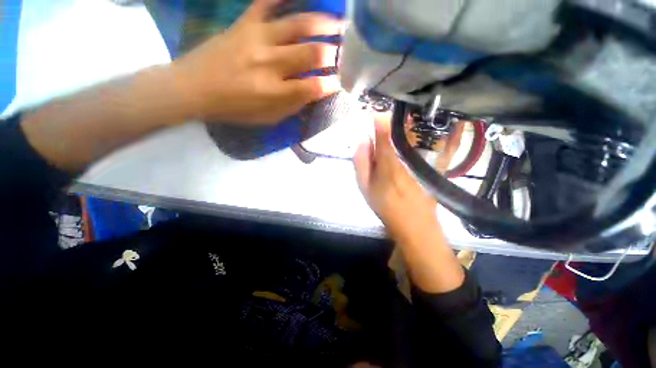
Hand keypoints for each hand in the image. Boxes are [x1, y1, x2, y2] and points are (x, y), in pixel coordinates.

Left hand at [172, 0, 341, 124]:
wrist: (194, 88)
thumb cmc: (235, 109)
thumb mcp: (268, 118)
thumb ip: (293, 106)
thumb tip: (314, 93)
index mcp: (275, 92)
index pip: (313, 87)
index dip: (331, 84)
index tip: (340, 83)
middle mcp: (270, 63)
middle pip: (311, 53)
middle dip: (333, 54)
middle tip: (345, 53)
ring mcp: (257, 37)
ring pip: (298, 24)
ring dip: (324, 23)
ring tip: (340, 23)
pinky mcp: (245, 22)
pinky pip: (268, 0)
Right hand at [355, 114, 465, 292]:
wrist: (413, 224)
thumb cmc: (385, 205)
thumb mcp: (365, 187)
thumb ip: (362, 162)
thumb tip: (362, 138)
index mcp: (389, 161)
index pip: (384, 130)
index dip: (377, 116)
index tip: (371, 109)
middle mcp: (409, 155)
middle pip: (406, 125)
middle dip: (396, 112)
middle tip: (390, 106)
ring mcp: (427, 159)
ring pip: (425, 129)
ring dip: (418, 114)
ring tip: (410, 106)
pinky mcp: (440, 163)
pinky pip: (448, 141)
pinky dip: (450, 127)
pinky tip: (448, 117)